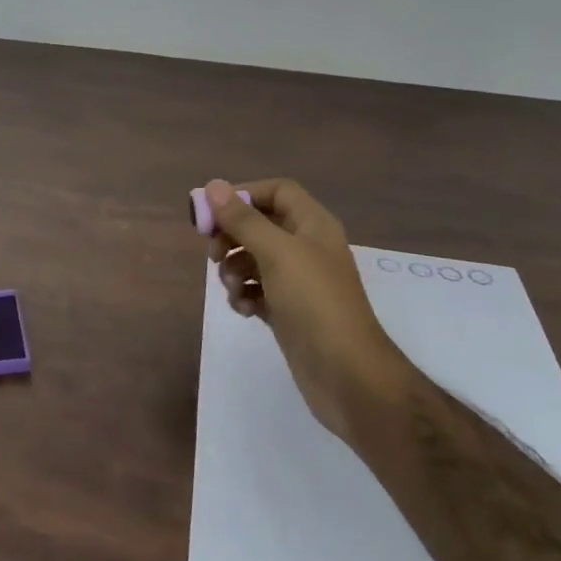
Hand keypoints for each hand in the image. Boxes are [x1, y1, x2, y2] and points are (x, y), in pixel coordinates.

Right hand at [203, 178, 410, 436]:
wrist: (347, 375)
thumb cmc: (314, 303)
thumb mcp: (277, 253)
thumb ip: (243, 220)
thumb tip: (213, 186)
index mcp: (312, 225)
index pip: (277, 191)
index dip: (244, 194)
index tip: (213, 212)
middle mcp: (306, 248)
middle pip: (260, 224)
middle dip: (232, 236)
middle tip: (213, 253)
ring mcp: (298, 281)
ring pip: (254, 259)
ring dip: (234, 269)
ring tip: (233, 288)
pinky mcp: (288, 310)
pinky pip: (257, 290)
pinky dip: (244, 295)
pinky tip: (243, 309)